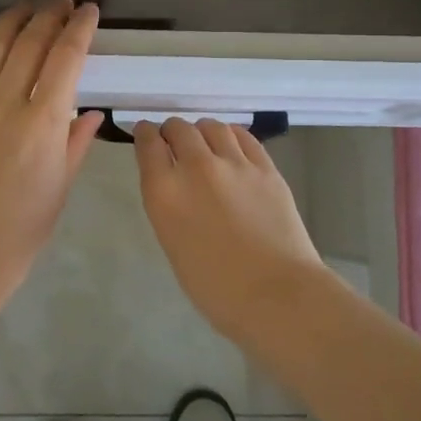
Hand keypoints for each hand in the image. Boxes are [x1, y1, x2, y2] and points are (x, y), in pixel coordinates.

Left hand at [0, 0, 104, 291]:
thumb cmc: (21, 232)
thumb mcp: (61, 188)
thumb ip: (77, 143)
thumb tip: (94, 111)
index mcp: (43, 125)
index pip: (66, 60)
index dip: (80, 29)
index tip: (89, 10)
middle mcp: (5, 107)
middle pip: (31, 45)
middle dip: (50, 16)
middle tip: (62, 2)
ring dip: (13, 19)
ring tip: (28, 4)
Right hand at [132, 117, 328, 339]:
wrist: (276, 294)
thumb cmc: (215, 287)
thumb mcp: (173, 244)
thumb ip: (169, 205)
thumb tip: (175, 184)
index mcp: (165, 192)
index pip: (147, 144)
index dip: (144, 134)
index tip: (145, 134)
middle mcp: (196, 167)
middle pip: (178, 128)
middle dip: (172, 131)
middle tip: (175, 141)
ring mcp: (234, 163)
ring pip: (211, 126)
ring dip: (202, 131)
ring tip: (205, 142)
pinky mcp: (265, 167)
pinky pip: (243, 137)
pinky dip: (231, 136)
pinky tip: (231, 144)